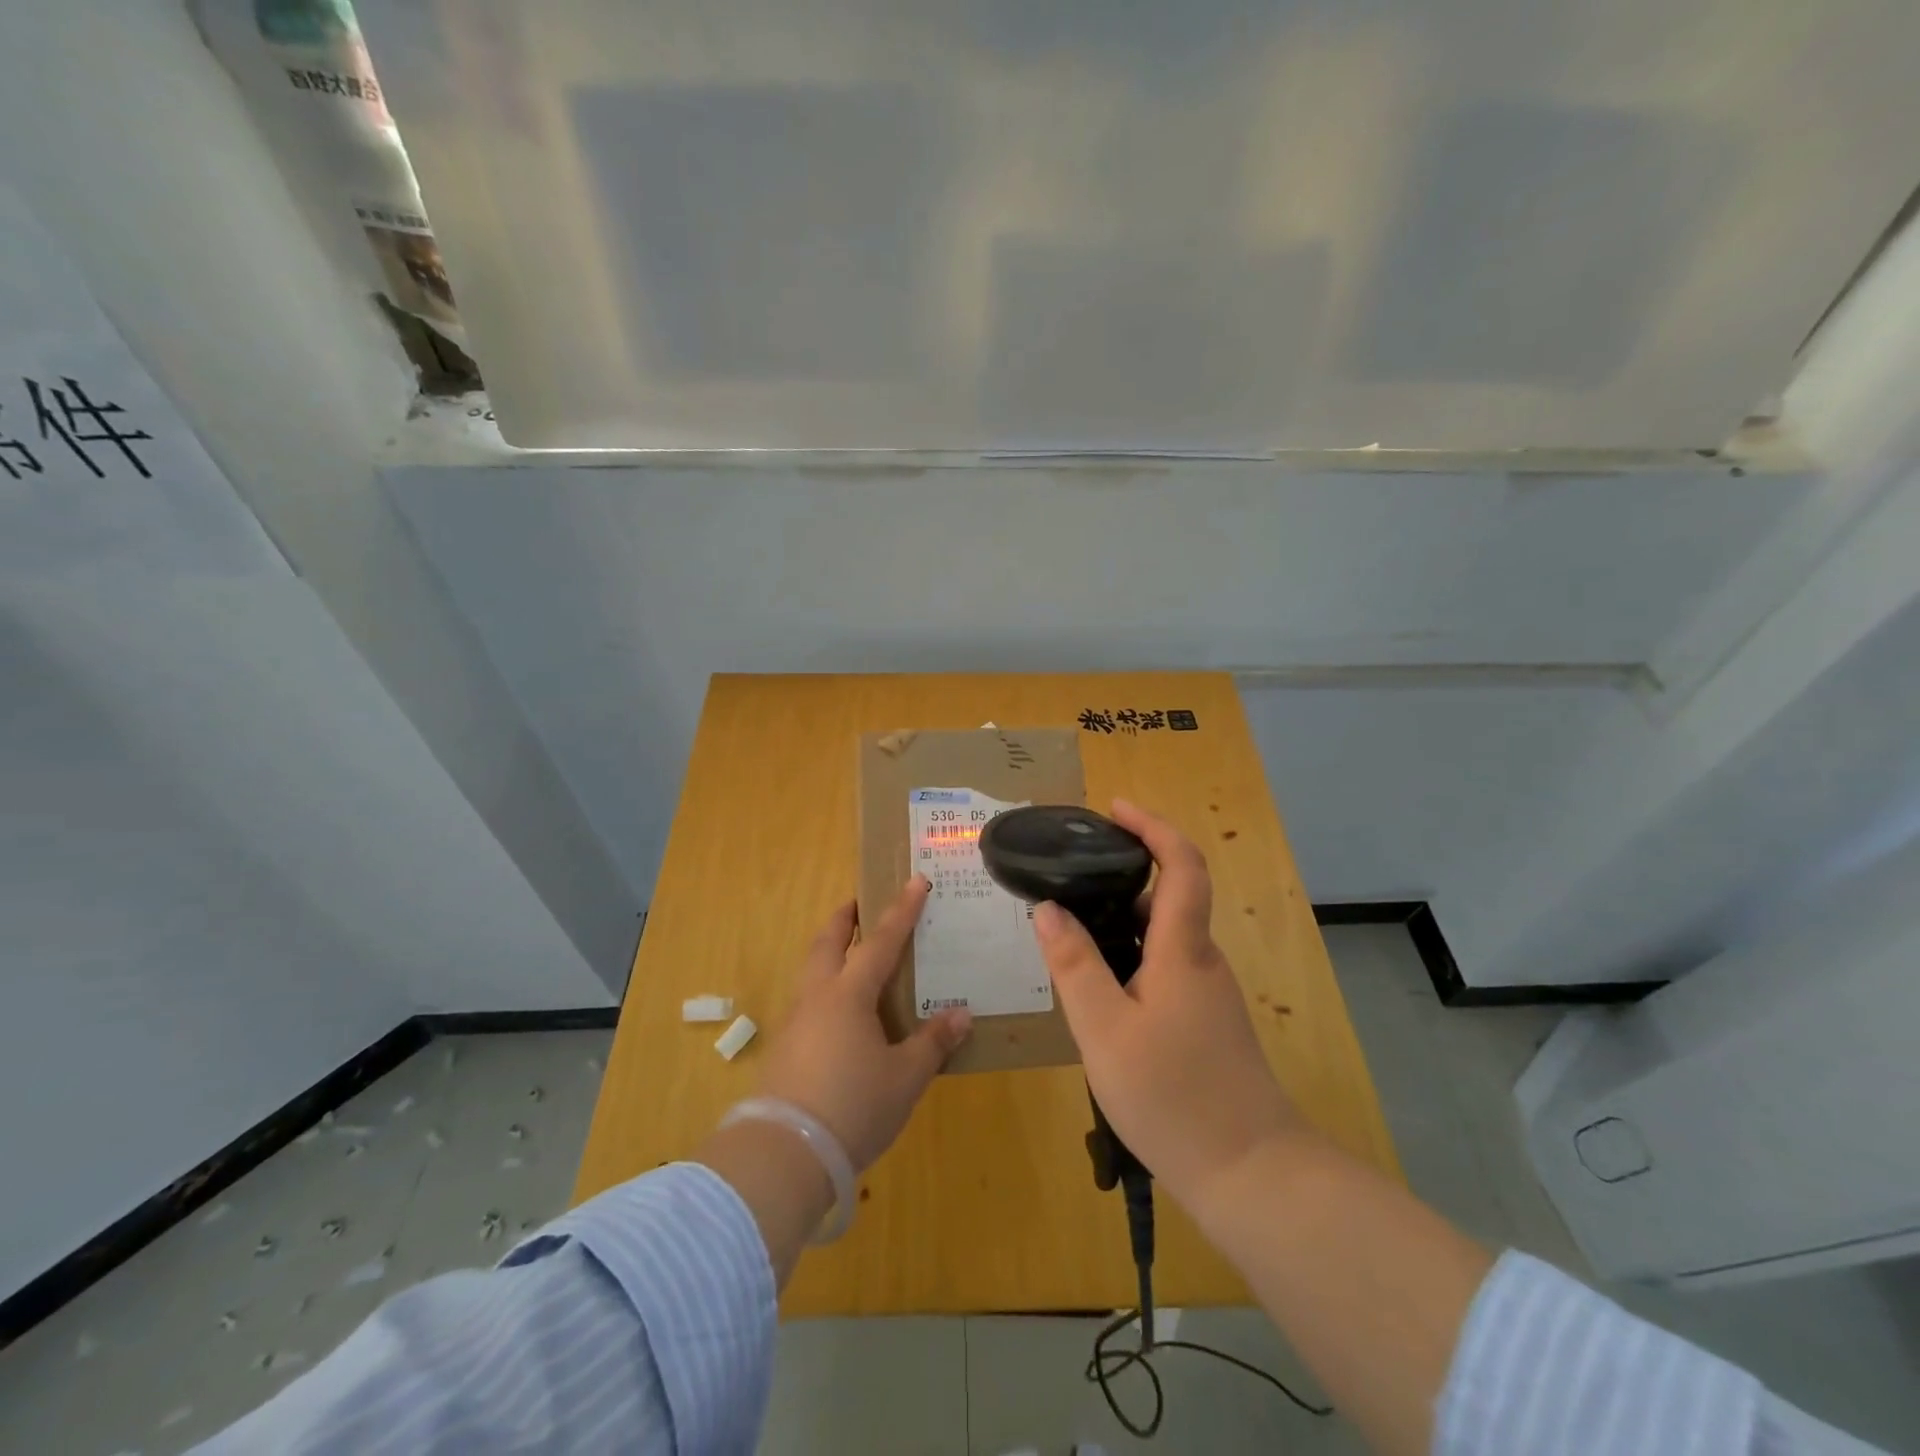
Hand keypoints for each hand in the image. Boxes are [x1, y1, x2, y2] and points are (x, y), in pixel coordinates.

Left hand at [756, 876, 972, 1171]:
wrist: (784, 1153)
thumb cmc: (853, 1106)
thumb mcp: (905, 1078)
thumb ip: (932, 1043)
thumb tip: (960, 1015)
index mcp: (849, 994)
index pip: (881, 941)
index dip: (901, 911)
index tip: (915, 881)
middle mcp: (818, 997)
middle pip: (828, 942)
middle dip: (845, 917)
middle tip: (859, 902)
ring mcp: (795, 1021)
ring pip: (812, 970)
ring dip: (831, 951)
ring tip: (851, 954)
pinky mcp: (784, 1048)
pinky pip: (808, 1000)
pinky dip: (825, 987)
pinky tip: (840, 1012)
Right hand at [1032, 799, 1304, 1207]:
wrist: (1252, 1175)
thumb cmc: (1174, 1096)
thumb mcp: (1104, 1030)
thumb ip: (1074, 964)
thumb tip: (1049, 909)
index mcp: (1183, 949)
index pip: (1181, 864)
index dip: (1152, 827)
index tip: (1114, 809)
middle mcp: (1202, 961)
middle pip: (1169, 896)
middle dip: (1124, 872)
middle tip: (1069, 875)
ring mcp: (1208, 994)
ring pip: (1163, 936)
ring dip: (1121, 919)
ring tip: (1069, 930)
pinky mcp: (1205, 1023)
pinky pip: (1164, 968)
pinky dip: (1129, 956)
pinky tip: (1097, 988)